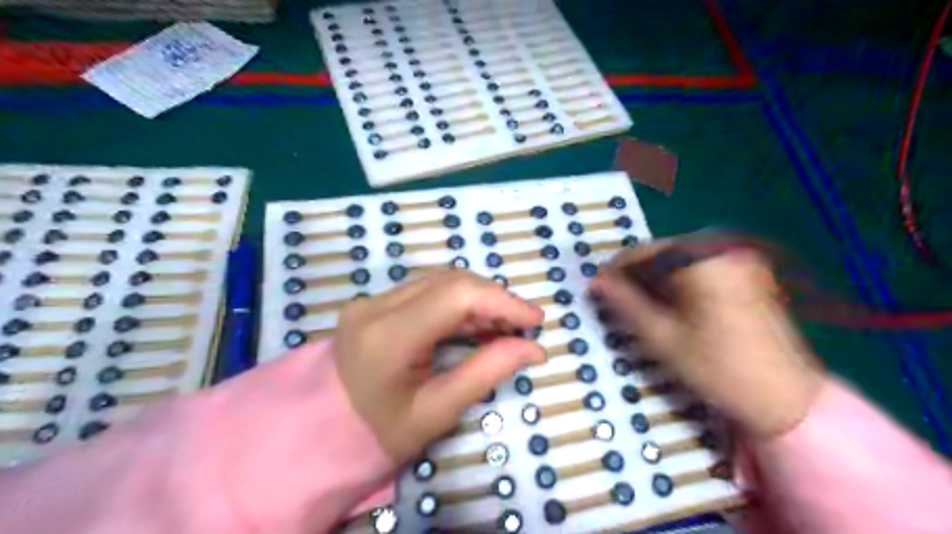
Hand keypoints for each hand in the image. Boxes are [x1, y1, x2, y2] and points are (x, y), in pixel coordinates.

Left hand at [335, 270, 547, 461]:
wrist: (323, 431)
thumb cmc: (380, 433)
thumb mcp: (437, 411)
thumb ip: (486, 373)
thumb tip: (533, 348)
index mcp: (388, 337)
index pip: (457, 295)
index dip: (502, 301)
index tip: (535, 320)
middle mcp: (376, 306)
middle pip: (451, 281)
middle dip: (495, 299)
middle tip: (522, 327)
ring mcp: (372, 300)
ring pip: (441, 281)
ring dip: (479, 299)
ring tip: (503, 327)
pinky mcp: (374, 303)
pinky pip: (427, 291)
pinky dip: (459, 303)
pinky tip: (475, 324)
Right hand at [592, 240, 826, 438]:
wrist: (784, 398)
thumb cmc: (717, 368)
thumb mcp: (661, 337)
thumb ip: (625, 303)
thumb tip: (596, 281)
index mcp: (703, 262)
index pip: (646, 252)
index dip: (617, 269)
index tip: (596, 286)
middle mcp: (724, 250)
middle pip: (665, 252)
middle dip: (638, 273)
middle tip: (617, 298)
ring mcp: (742, 259)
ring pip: (682, 258)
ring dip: (657, 276)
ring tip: (640, 303)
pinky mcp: (751, 272)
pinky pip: (702, 265)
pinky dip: (680, 279)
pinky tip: (671, 302)